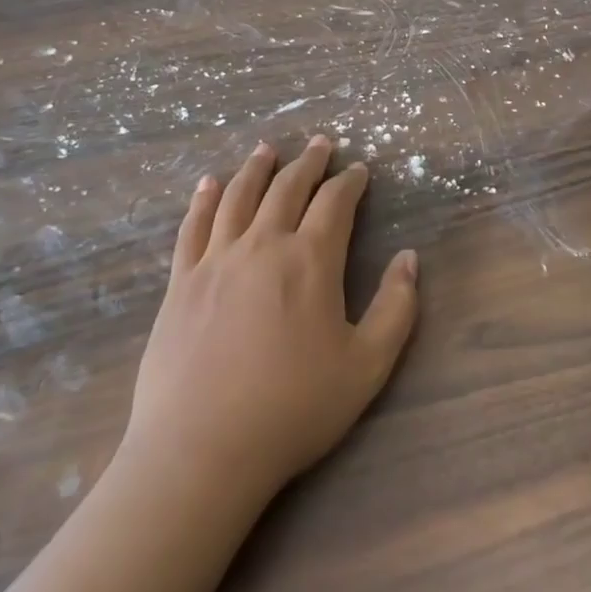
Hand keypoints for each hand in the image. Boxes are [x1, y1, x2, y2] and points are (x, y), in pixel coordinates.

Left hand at [124, 136, 418, 505]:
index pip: (334, 204)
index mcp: (310, 260)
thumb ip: (396, 308)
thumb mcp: (367, 366)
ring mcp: (216, 260)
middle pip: (287, 188)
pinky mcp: (181, 282)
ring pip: (238, 197)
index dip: (349, 182)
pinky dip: (204, 199)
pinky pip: (193, 226)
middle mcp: (262, 245)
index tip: (359, 170)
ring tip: (267, 149)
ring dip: (256, 168)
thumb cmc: (293, 409)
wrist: (202, 448)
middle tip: (320, 144)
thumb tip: (409, 258)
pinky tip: (209, 184)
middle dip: (308, 163)